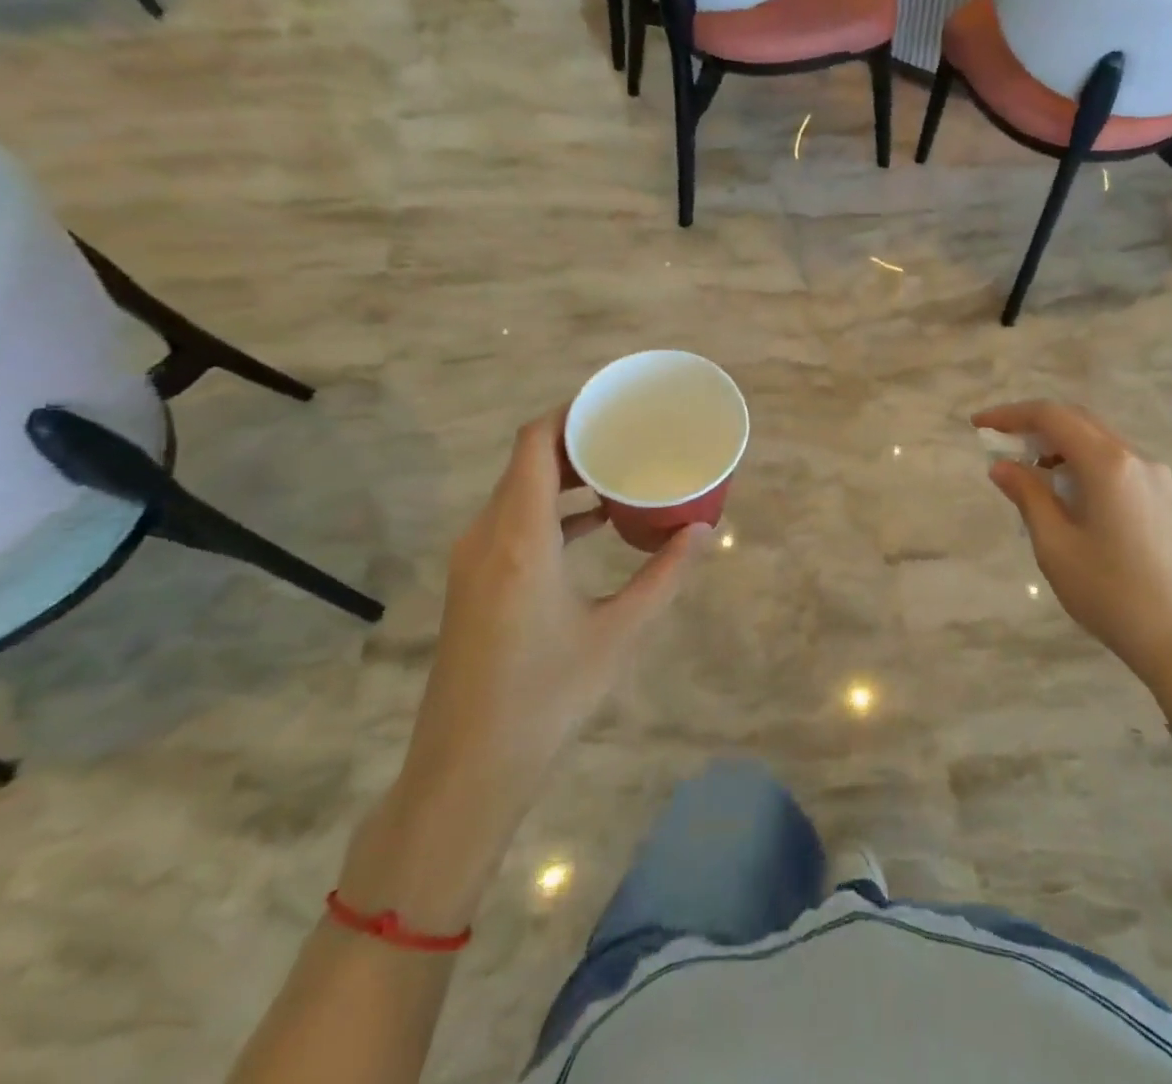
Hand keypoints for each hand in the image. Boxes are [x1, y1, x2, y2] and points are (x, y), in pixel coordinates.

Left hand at [349, 408, 704, 929]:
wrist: (467, 767)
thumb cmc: (547, 695)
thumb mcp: (618, 633)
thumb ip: (663, 576)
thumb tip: (704, 532)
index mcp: (520, 536)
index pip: (534, 443)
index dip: (569, 412)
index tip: (611, 404)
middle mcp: (488, 535)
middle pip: (526, 460)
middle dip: (575, 440)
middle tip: (627, 434)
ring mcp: (475, 559)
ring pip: (517, 491)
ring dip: (562, 475)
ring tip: (616, 471)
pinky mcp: (475, 582)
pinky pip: (512, 521)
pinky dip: (550, 509)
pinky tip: (592, 523)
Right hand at [974, 401, 1171, 727]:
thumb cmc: (1110, 593)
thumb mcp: (1054, 545)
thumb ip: (1027, 495)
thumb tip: (1002, 465)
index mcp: (1107, 464)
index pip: (1051, 416)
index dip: (1010, 414)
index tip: (978, 425)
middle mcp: (1135, 458)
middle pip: (1076, 420)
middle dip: (1033, 425)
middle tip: (998, 445)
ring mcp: (1154, 476)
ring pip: (1096, 440)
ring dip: (1057, 444)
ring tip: (1026, 474)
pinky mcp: (1161, 496)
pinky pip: (1113, 462)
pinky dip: (1080, 462)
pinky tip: (1063, 492)